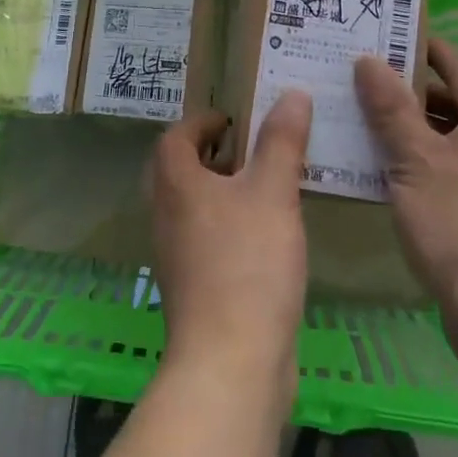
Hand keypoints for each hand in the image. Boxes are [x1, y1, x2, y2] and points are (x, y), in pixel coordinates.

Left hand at [150, 95, 312, 377]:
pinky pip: (205, 239)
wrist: (231, 363)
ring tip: (264, 187)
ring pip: (192, 207)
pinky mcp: (193, 289)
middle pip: (178, 170)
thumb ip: (282, 141)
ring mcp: (176, 256)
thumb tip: (291, 93)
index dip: (201, 121)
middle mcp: (166, 215)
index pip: (175, 136)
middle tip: (249, 148)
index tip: (233, 119)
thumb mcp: (273, 192)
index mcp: (176, 184)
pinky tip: (266, 237)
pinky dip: (227, 225)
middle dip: (211, 154)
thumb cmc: (248, 264)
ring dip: (221, 191)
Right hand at [354, 38, 457, 354]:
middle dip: (417, 96)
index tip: (398, 37)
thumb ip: (391, 109)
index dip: (432, 52)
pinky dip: (432, 168)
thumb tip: (369, 60)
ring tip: (375, 131)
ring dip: (422, 135)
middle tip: (372, 87)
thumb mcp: (415, 161)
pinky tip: (399, 181)